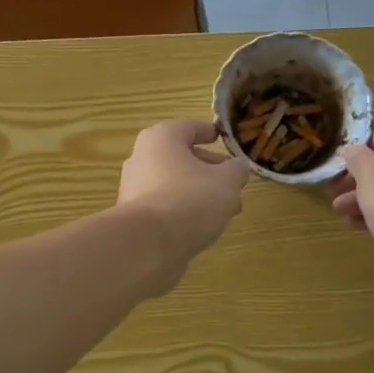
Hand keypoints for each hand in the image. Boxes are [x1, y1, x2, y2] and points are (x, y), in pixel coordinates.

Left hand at [117, 119, 249, 265]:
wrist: (148, 245)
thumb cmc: (189, 199)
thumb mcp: (226, 182)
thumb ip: (236, 170)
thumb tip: (238, 167)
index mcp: (161, 138)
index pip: (189, 127)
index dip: (209, 131)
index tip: (222, 137)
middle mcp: (142, 158)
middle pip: (181, 157)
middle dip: (209, 168)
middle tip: (233, 180)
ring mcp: (135, 189)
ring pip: (174, 184)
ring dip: (200, 192)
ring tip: (226, 208)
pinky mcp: (135, 217)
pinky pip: (166, 206)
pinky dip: (184, 210)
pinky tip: (204, 225)